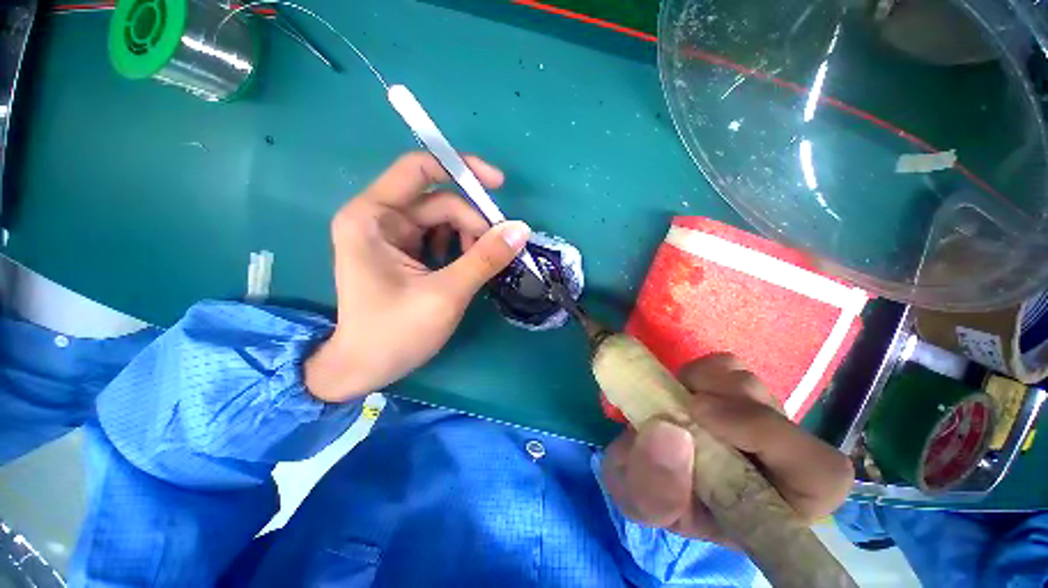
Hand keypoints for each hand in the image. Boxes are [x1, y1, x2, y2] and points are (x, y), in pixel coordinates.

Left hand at [305, 152, 530, 401]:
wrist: (363, 368)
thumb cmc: (395, 333)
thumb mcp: (446, 294)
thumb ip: (484, 259)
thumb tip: (520, 229)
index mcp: (373, 217)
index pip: (419, 169)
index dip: (461, 169)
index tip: (498, 186)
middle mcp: (379, 218)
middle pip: (438, 201)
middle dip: (472, 221)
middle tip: (498, 248)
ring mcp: (391, 236)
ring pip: (442, 220)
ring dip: (469, 237)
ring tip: (482, 264)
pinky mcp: (402, 253)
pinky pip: (439, 238)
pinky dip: (459, 248)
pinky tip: (468, 267)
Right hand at [602, 353, 852, 545]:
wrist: (642, 466)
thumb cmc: (652, 494)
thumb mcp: (644, 504)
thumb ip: (656, 487)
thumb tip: (670, 430)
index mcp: (773, 505)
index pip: (820, 473)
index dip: (770, 435)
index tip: (700, 415)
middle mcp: (775, 460)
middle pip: (780, 416)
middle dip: (726, 404)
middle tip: (684, 406)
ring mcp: (754, 420)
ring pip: (752, 385)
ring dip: (709, 384)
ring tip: (676, 400)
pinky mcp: (730, 391)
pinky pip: (728, 365)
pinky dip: (703, 369)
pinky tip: (683, 386)